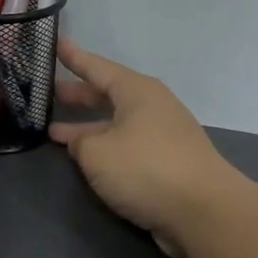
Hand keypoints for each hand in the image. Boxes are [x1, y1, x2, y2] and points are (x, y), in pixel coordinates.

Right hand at [50, 41, 235, 257]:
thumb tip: (81, 142)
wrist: (205, 212)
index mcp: (136, 92)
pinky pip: (127, 144)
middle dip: (79, 94)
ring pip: (116, 122)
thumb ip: (79, 142)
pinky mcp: (168, 162)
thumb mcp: (96, 153)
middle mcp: (152, 106)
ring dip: (88, 126)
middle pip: (108, 94)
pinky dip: (105, 145)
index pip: (97, 67)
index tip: (56, 44)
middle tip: (51, 92)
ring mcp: (163, 135)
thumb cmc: (146, 169)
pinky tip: (88, 158)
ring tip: (56, 131)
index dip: (74, 58)